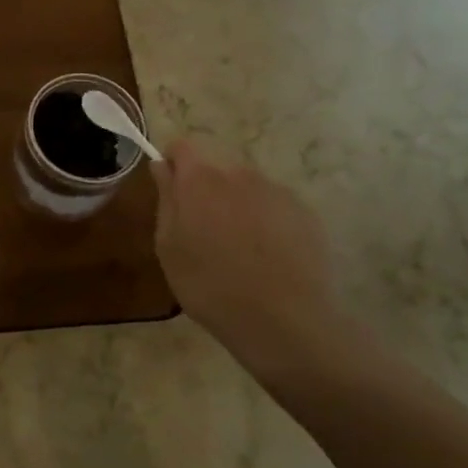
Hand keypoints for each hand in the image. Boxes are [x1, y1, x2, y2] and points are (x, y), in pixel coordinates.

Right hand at [152, 139, 343, 380]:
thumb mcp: (169, 247)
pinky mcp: (305, 213)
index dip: (174, 165)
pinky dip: (268, 223)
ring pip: (247, 190)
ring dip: (238, 208)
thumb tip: (162, 167)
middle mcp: (239, 174)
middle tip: (205, 236)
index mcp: (200, 180)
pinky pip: (275, 208)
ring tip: (241, 252)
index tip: (172, 192)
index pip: (182, 147)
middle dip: (207, 193)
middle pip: (216, 171)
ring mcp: (276, 191)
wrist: (284, 321)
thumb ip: (166, 199)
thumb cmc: (210, 286)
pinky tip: (269, 260)